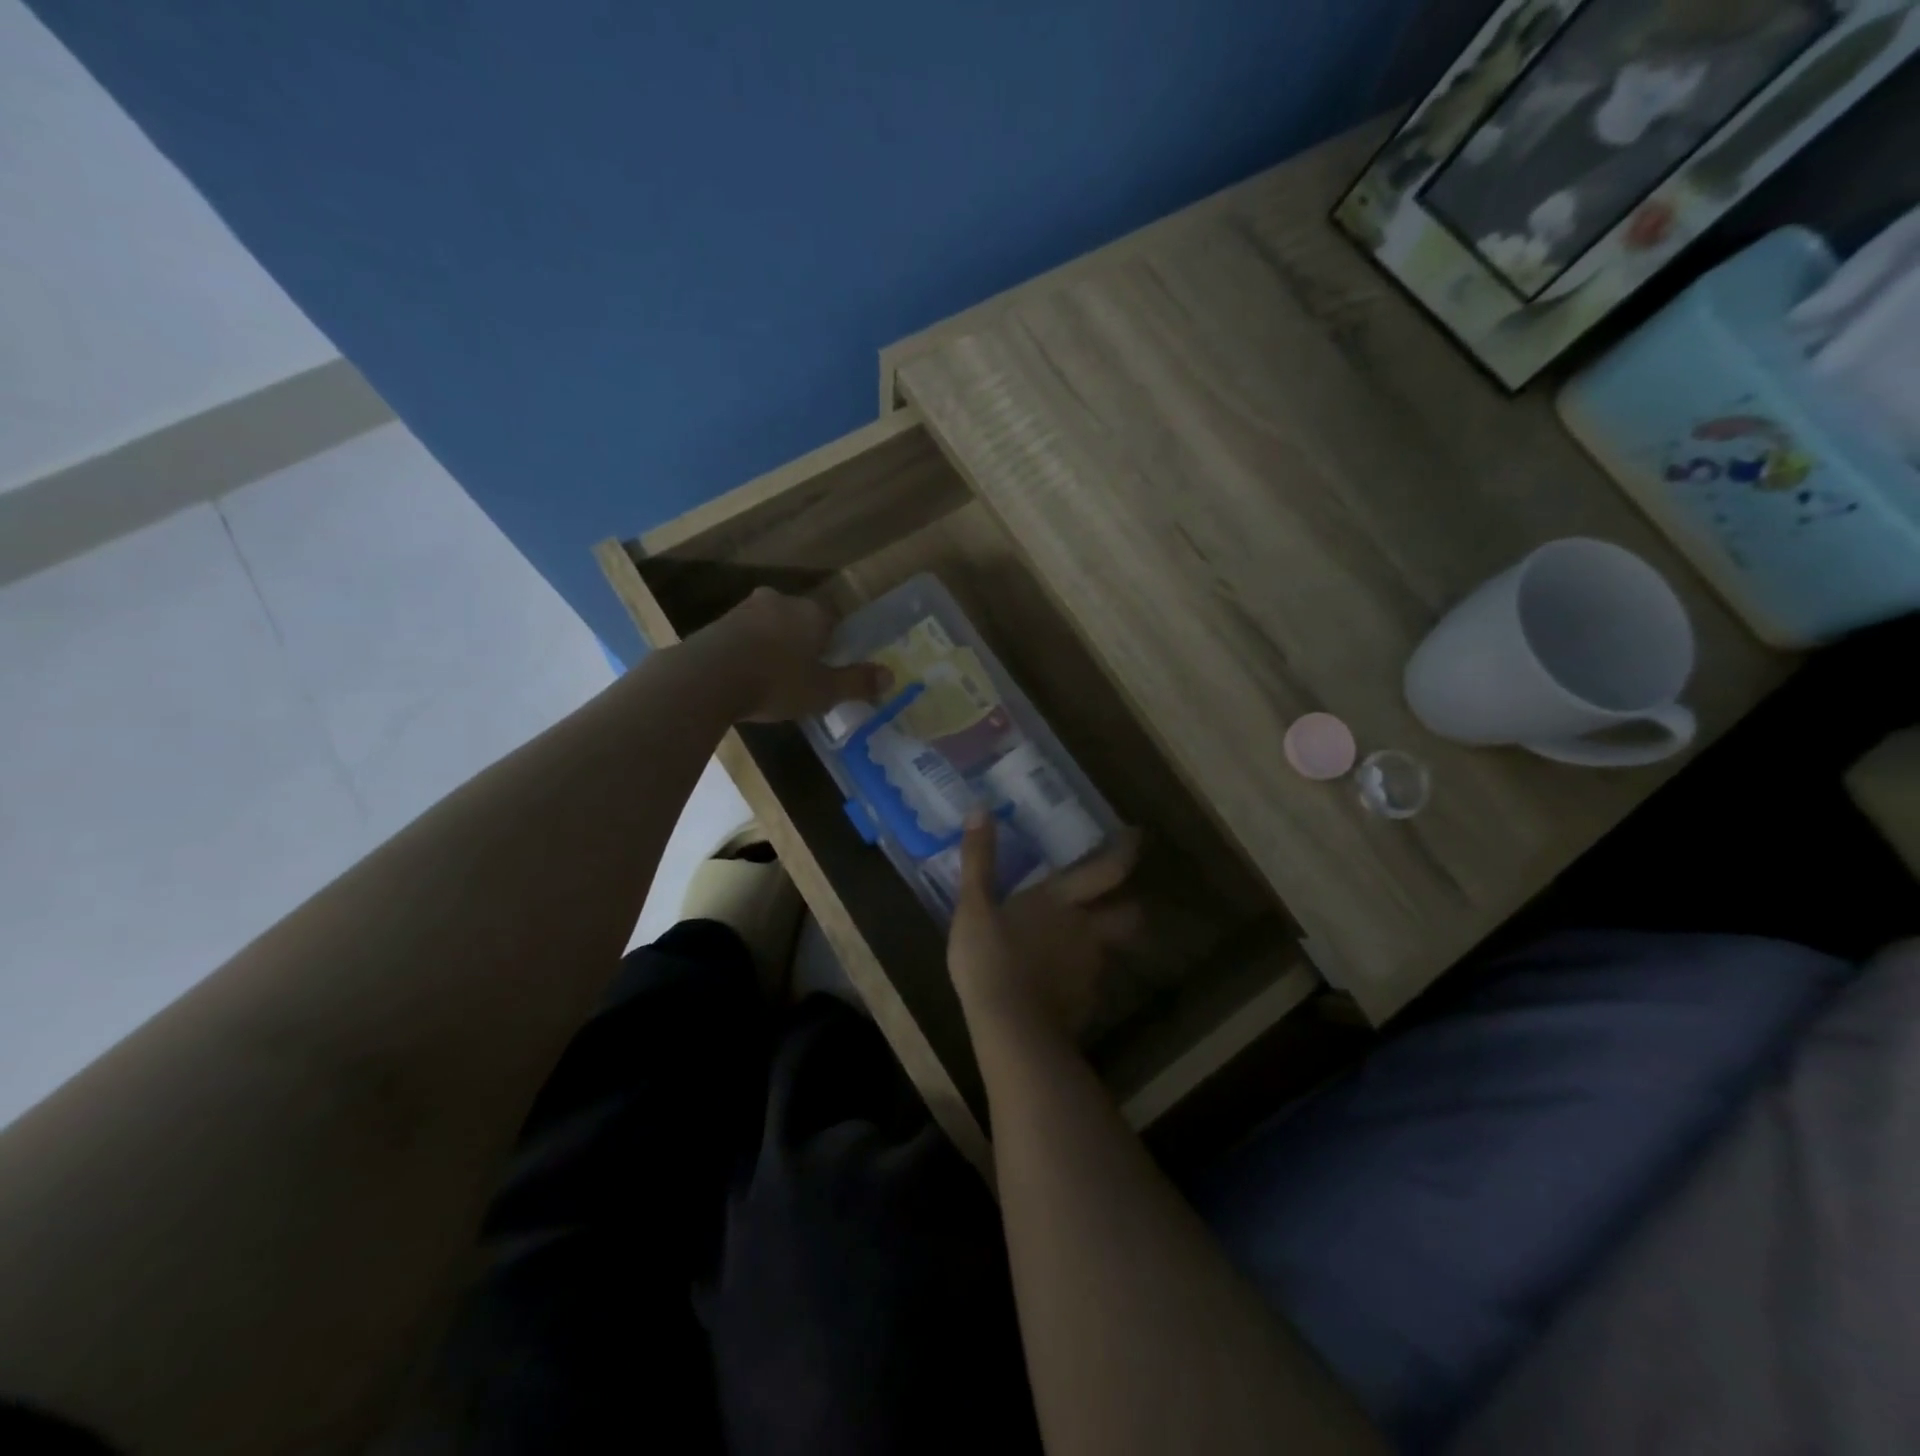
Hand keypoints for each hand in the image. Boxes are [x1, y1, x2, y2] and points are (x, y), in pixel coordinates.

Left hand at [699, 587, 887, 722]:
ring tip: (772, 679)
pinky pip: (744, 636)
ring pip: (770, 625)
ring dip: (774, 646)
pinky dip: (749, 652)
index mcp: (811, 612)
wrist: (706, 679)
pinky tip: (747, 677)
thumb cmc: (776, 682)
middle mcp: (780, 601)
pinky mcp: (717, 624)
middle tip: (802, 674)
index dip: (834, 643)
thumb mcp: (823, 691)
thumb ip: (856, 682)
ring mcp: (744, 609)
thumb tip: (891, 675)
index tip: (829, 667)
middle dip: (803, 642)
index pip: (833, 619)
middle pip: (800, 619)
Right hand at [948, 811, 1143, 1039]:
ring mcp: (1090, 968)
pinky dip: (1078, 978)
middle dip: (1129, 905)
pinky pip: (1089, 983)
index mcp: (1062, 900)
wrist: (1010, 1028)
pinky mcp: (1085, 1002)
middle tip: (1117, 900)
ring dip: (1099, 942)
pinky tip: (1057, 983)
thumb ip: (978, 859)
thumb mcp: (973, 906)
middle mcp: (1087, 929)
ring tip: (1074, 944)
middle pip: (1128, 914)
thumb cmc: (990, 958)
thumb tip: (980, 809)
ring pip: (1108, 949)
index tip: (1137, 836)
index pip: (1108, 869)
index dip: (1126, 851)